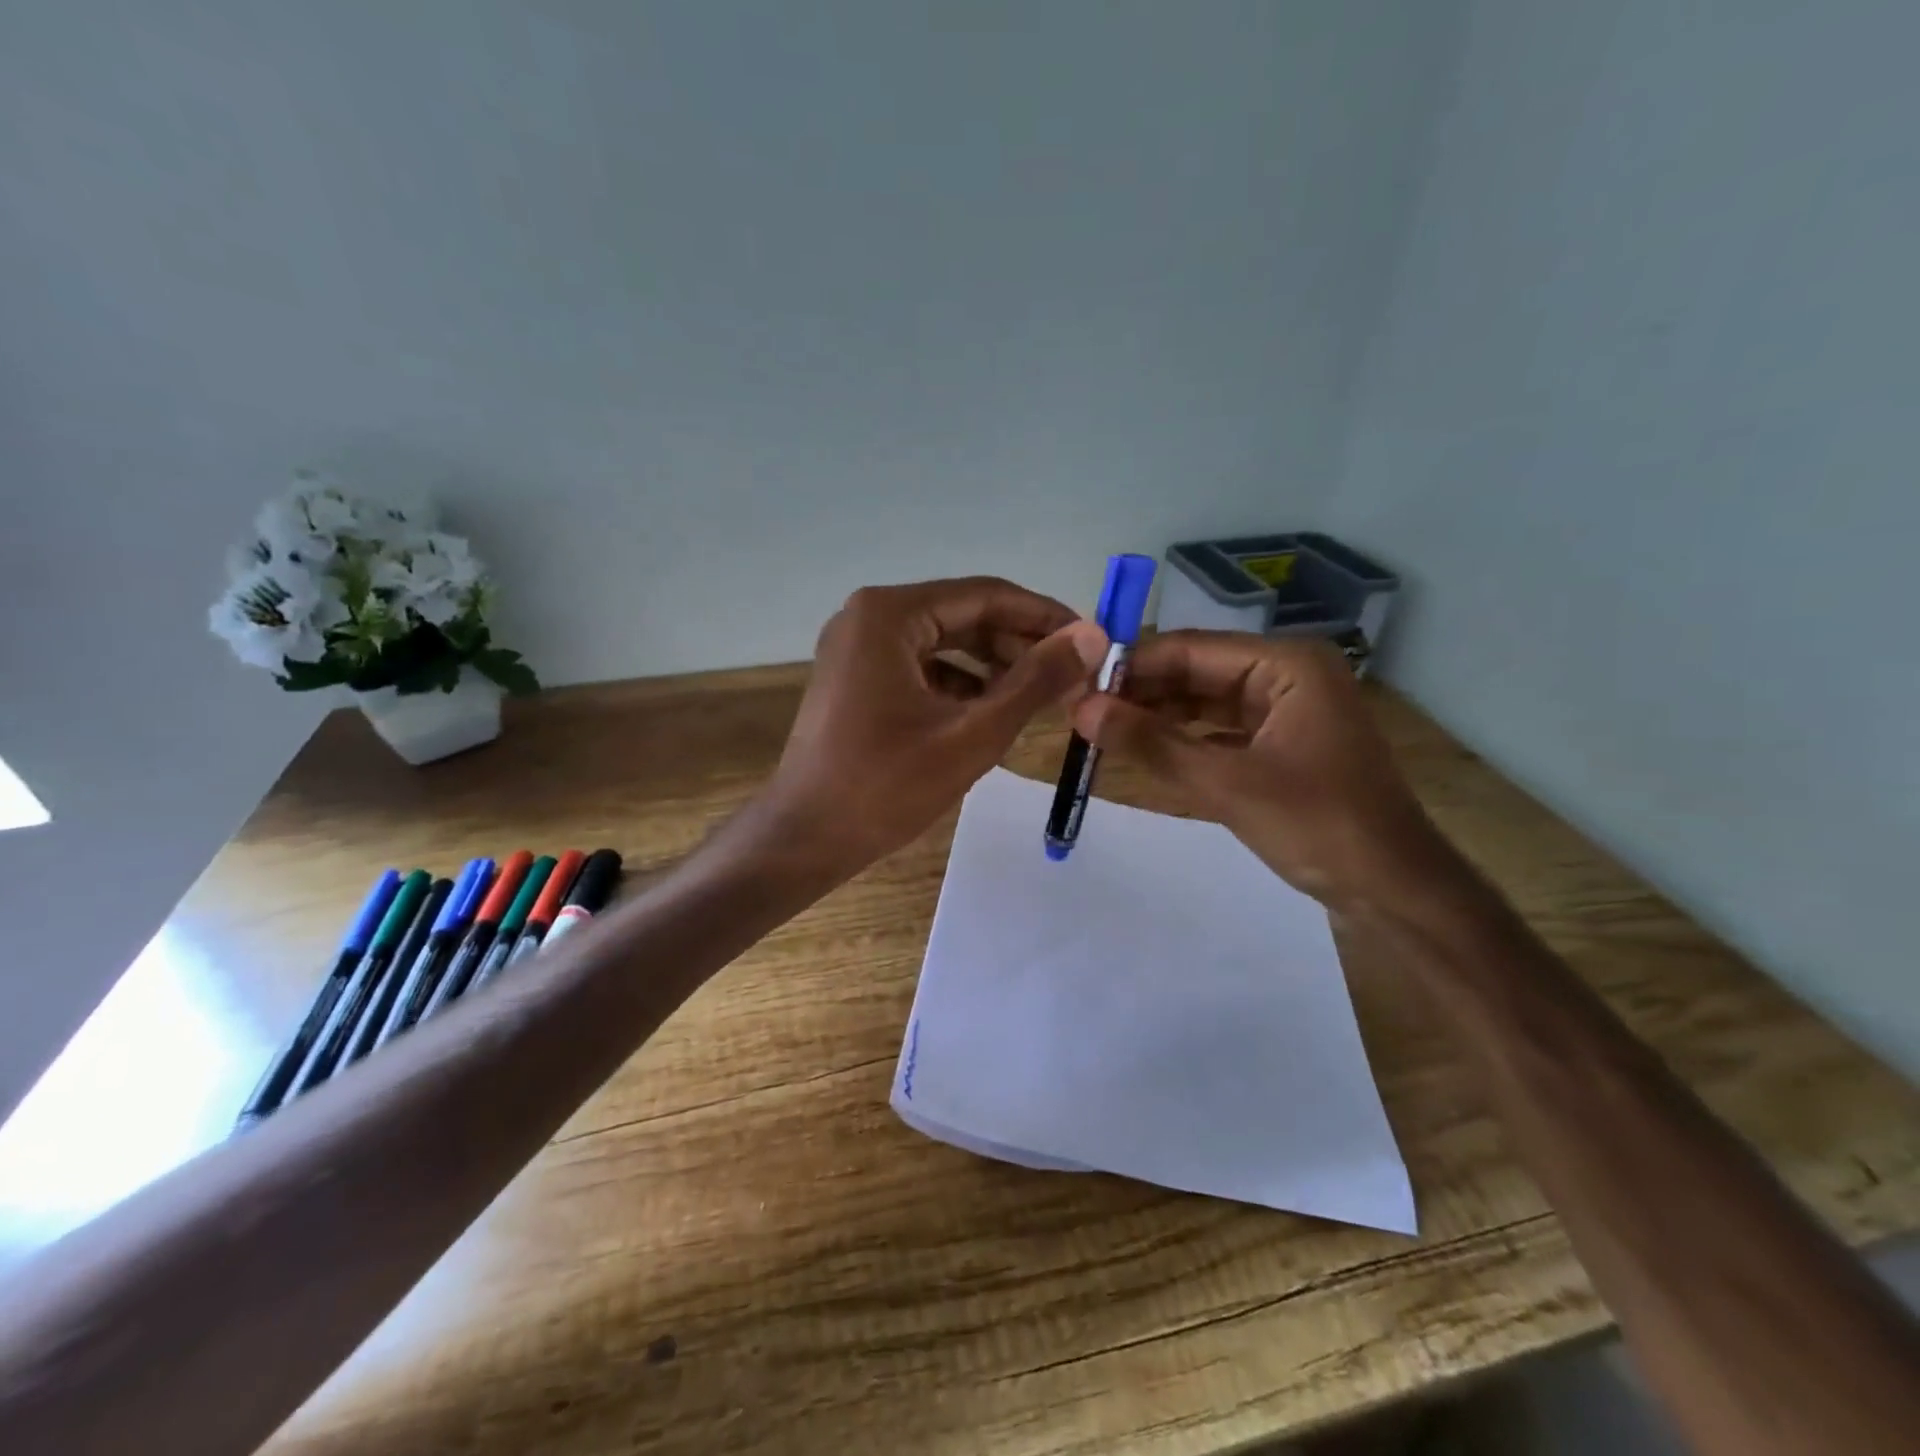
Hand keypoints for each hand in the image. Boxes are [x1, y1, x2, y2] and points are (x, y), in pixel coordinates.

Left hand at [764, 578, 1108, 875]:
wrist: (803, 839)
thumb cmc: (885, 786)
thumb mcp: (972, 734)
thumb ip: (1035, 681)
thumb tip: (1091, 636)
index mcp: (890, 614)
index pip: (987, 596)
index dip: (1045, 617)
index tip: (1092, 641)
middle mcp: (870, 616)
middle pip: (965, 616)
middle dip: (1020, 645)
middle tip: (1072, 677)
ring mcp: (858, 647)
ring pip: (945, 643)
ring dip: (994, 667)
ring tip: (1042, 697)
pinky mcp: (856, 678)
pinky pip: (922, 667)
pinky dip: (960, 685)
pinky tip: (993, 712)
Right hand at [1072, 631, 1451, 908]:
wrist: (1393, 891)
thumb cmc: (1318, 826)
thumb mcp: (1225, 783)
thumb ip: (1150, 743)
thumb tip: (1080, 709)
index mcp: (1286, 664)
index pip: (1190, 650)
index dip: (1130, 665)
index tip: (1075, 682)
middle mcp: (1286, 674)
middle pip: (1196, 672)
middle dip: (1140, 691)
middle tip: (1079, 709)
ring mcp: (1285, 710)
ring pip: (1204, 702)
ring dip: (1156, 716)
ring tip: (1098, 728)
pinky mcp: (1281, 744)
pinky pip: (1219, 730)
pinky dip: (1182, 739)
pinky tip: (1140, 748)